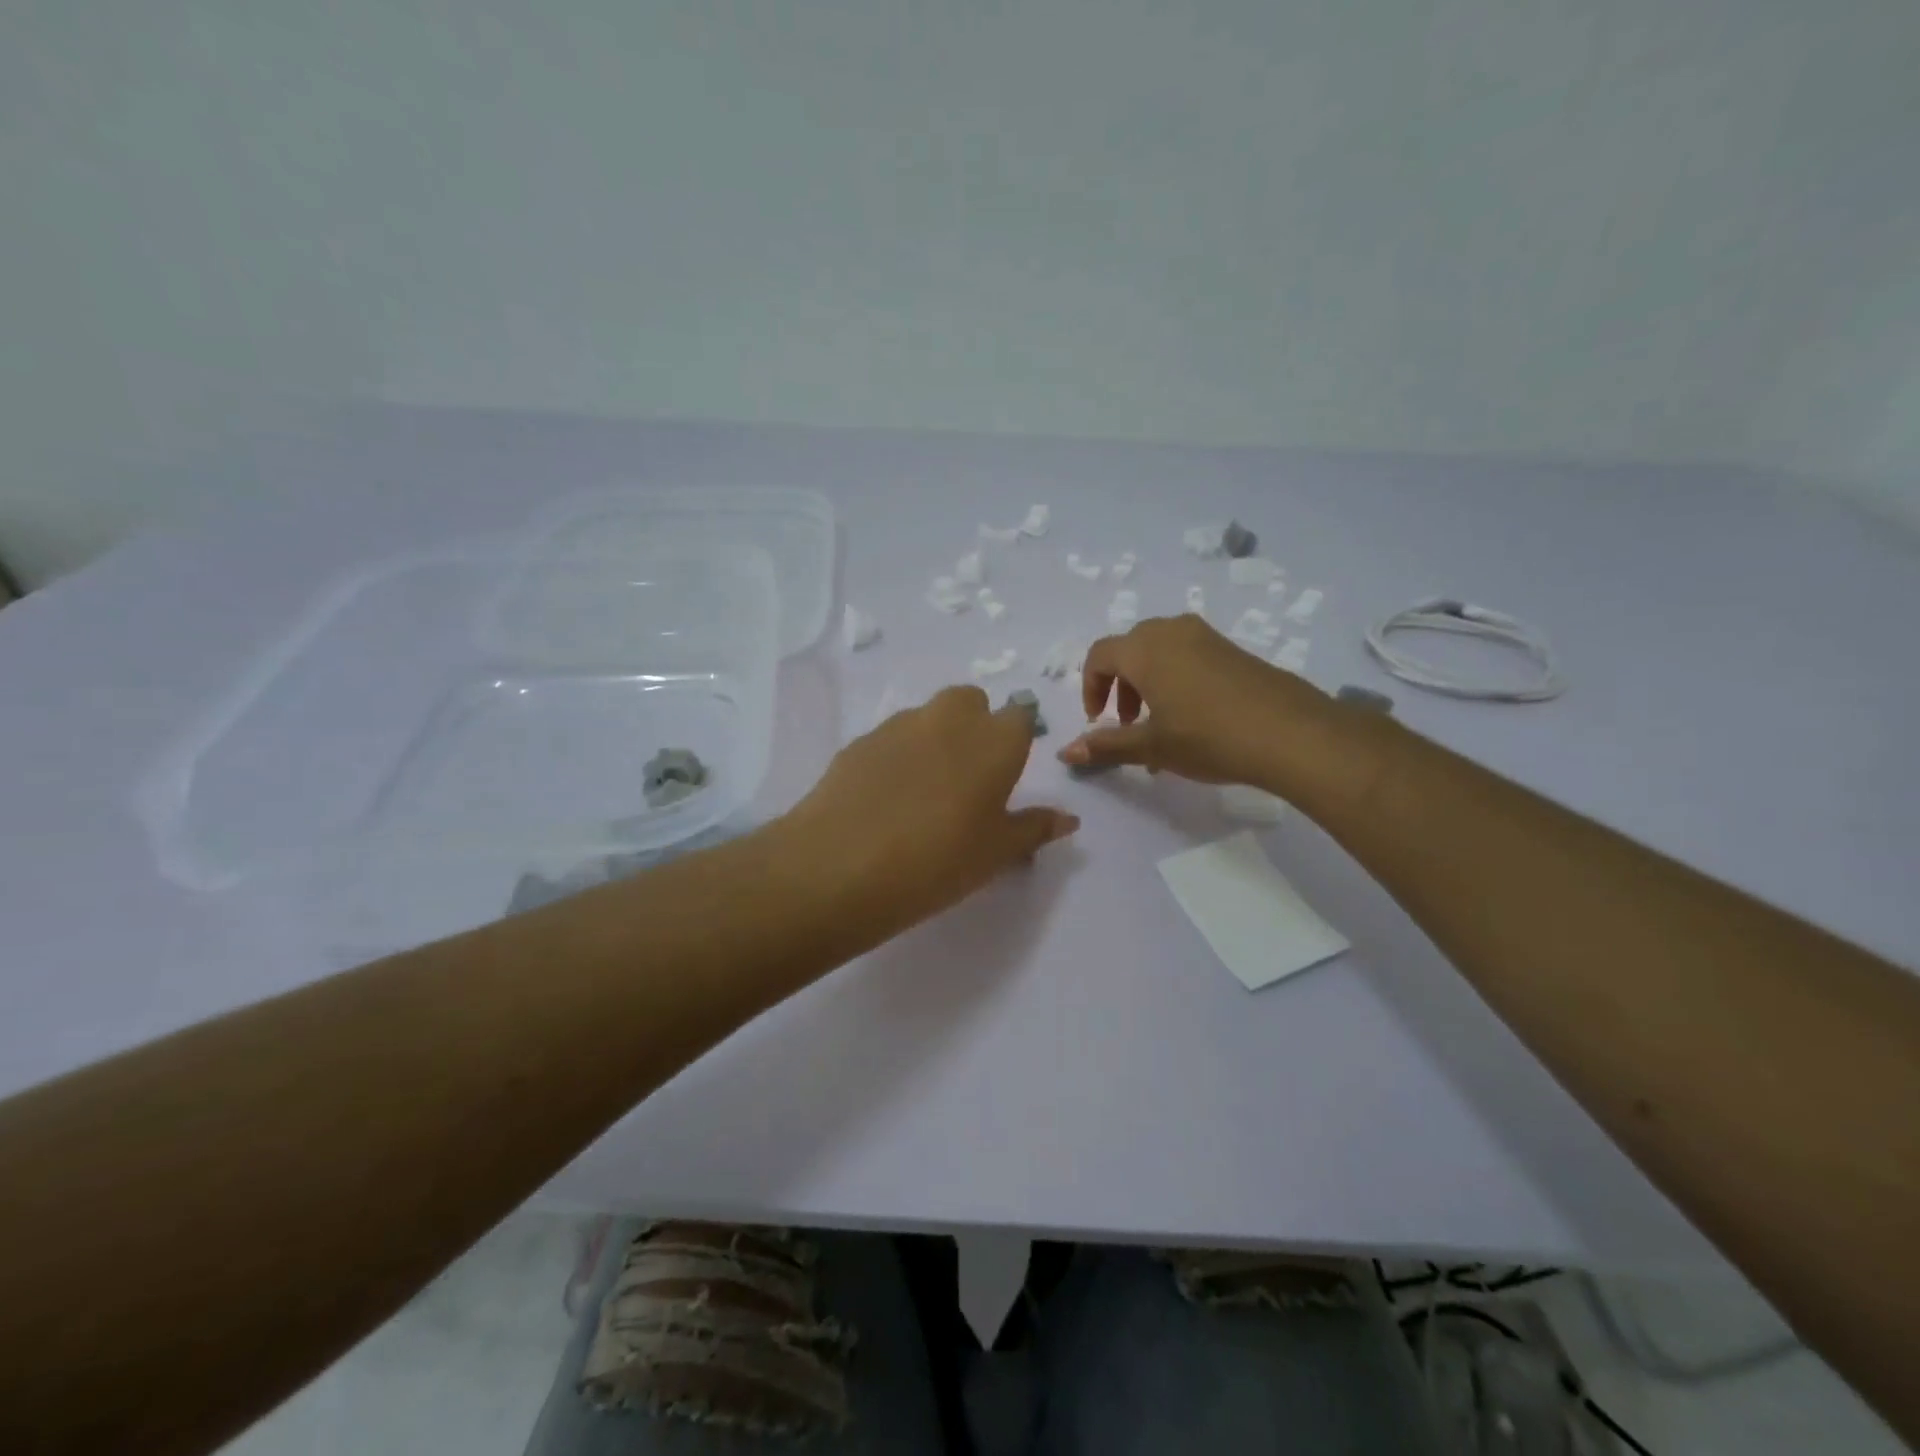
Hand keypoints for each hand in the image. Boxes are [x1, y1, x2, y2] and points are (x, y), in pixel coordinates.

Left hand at [782, 686, 1077, 939]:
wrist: (841, 866)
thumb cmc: (938, 862)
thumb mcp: (996, 854)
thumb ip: (1034, 829)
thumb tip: (1068, 818)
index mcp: (995, 740)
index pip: (1019, 716)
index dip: (1016, 740)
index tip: (1006, 774)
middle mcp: (949, 719)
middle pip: (971, 702)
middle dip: (975, 725)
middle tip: (967, 778)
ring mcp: (899, 725)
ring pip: (928, 716)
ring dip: (935, 738)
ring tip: (923, 792)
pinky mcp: (859, 741)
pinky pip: (890, 738)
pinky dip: (897, 755)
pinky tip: (885, 798)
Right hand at [1057, 614, 1336, 788]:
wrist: (1290, 733)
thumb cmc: (1207, 736)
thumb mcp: (1152, 746)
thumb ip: (1107, 745)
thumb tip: (1065, 752)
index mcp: (1144, 649)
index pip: (1099, 655)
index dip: (1091, 688)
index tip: (1099, 721)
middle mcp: (1171, 631)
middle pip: (1129, 650)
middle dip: (1120, 686)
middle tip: (1129, 723)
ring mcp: (1206, 636)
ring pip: (1160, 652)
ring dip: (1148, 684)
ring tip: (1161, 725)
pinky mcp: (1232, 649)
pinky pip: (1188, 656)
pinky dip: (1176, 680)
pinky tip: (1193, 719)